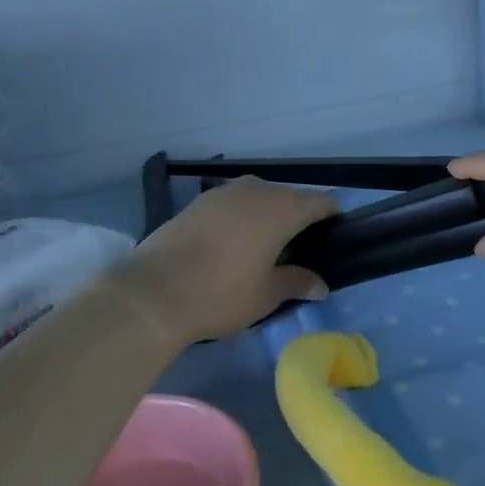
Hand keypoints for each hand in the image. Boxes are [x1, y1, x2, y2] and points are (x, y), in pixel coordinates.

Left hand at [125, 177, 338, 344]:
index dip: (331, 218)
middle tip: (297, 252)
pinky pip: (233, 204)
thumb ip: (296, 283)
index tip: (332, 239)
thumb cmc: (220, 294)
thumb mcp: (266, 295)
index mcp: (282, 208)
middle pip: (290, 197)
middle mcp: (257, 190)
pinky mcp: (198, 201)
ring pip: (259, 198)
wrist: (152, 292)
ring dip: (266, 216)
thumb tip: (320, 285)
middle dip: (298, 219)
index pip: (321, 201)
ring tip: (263, 248)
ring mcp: (224, 192)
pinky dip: (240, 218)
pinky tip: (231, 245)